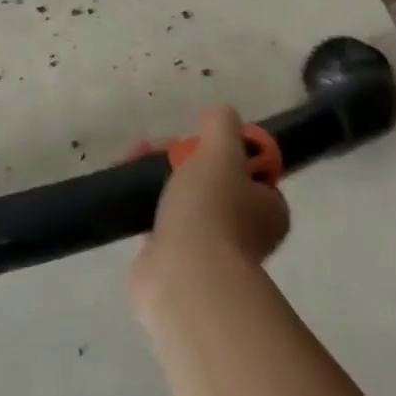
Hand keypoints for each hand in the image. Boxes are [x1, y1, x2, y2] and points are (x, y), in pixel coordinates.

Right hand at [132, 106, 289, 310]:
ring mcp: (211, 249)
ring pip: (184, 198)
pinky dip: (145, 208)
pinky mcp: (177, 263)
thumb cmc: (211, 211)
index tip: (191, 138)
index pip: (248, 166)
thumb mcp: (220, 151)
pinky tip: (127, 197)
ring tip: (129, 164)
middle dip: (177, 157)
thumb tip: (218, 115)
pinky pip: (162, 224)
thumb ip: (221, 125)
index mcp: (268, 206)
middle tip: (150, 149)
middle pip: (210, 177)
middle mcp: (246, 230)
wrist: (183, 280)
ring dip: (157, 178)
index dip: (218, 145)